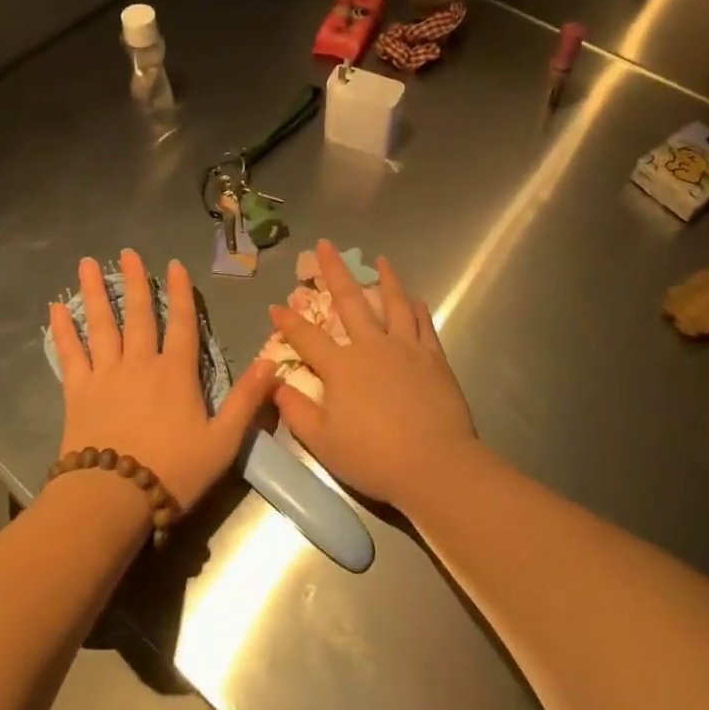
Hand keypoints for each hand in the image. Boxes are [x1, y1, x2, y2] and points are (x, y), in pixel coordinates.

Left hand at [49, 250, 275, 512]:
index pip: (182, 323)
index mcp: (176, 373)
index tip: (174, 265)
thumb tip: (273, 362)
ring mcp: (106, 375)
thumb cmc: (174, 471)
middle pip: (138, 314)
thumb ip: (247, 400)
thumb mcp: (223, 441)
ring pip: (101, 324)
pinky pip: (69, 354)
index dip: (180, 293)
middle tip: (127, 252)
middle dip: (133, 281)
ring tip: (86, 264)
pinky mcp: (78, 392)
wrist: (113, 498)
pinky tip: (54, 309)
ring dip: (94, 292)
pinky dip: (61, 330)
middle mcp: (141, 363)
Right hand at [268, 241, 477, 509]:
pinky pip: (424, 326)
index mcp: (341, 367)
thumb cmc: (373, 457)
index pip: (307, 337)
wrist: (434, 464)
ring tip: (381, 259)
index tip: (275, 305)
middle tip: (325, 244)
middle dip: (334, 271)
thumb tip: (274, 385)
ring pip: (393, 304)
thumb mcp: (322, 441)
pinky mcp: (433, 358)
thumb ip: (296, 410)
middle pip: (350, 301)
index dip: (289, 321)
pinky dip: (418, 310)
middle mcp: (371, 346)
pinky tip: (417, 299)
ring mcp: (406, 348)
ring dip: (385, 279)